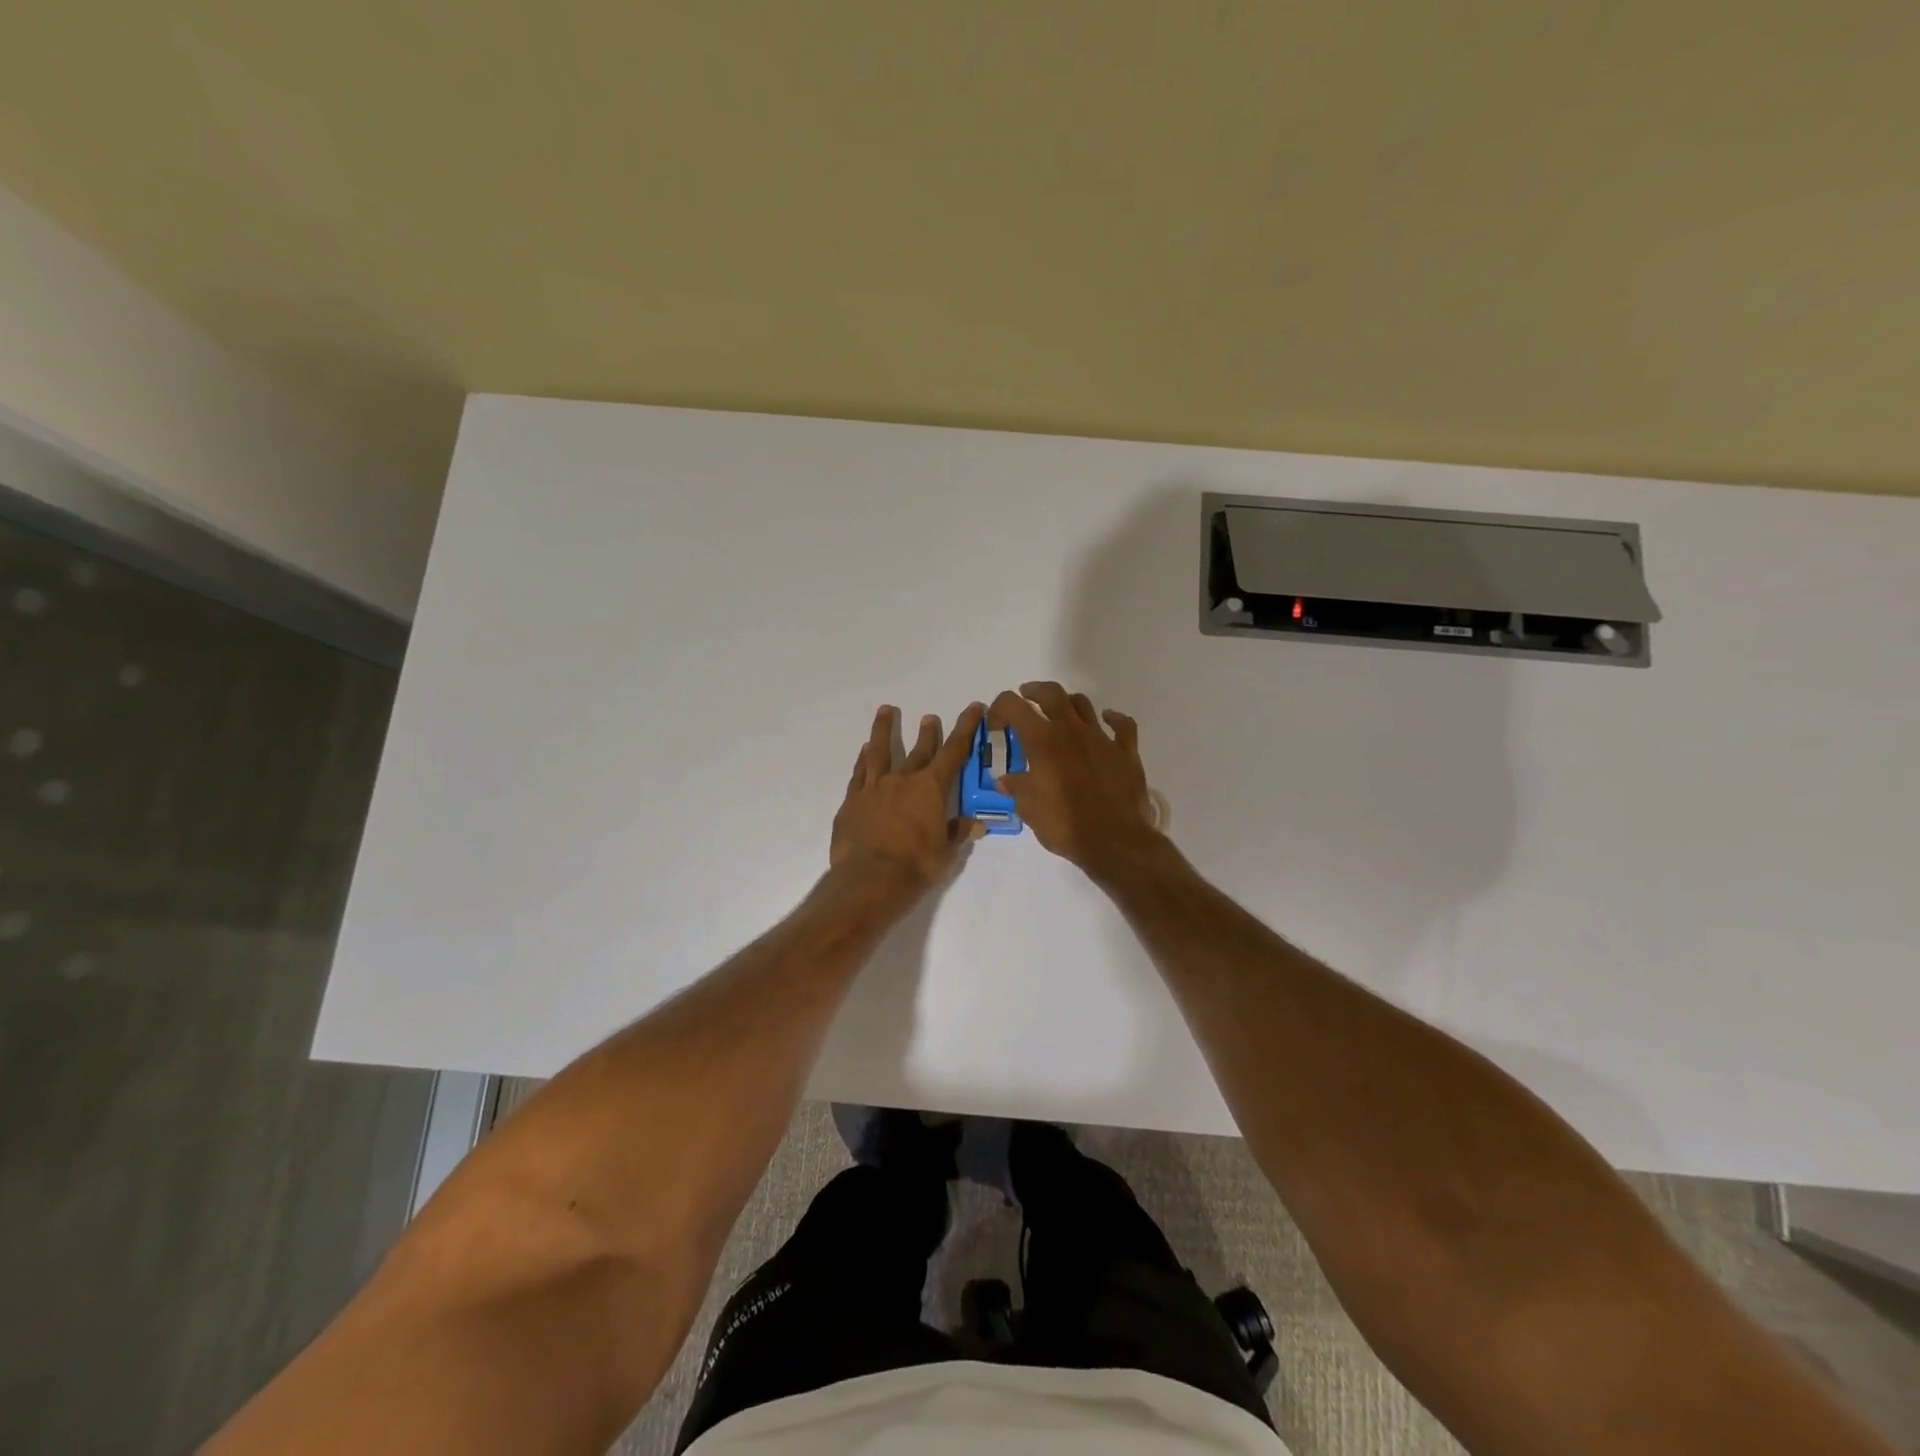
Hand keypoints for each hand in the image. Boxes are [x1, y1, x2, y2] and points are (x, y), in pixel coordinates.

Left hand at [830, 703, 985, 890]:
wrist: (869, 880)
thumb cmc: (915, 866)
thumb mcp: (946, 852)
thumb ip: (959, 832)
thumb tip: (977, 823)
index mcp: (931, 789)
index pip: (954, 751)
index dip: (966, 727)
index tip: (973, 707)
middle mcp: (903, 780)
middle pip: (919, 750)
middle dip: (928, 732)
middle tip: (930, 717)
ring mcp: (874, 788)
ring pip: (880, 751)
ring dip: (884, 730)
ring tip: (886, 711)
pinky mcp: (852, 800)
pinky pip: (859, 773)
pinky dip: (863, 759)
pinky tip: (864, 751)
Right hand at [988, 682, 1161, 876]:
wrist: (1115, 841)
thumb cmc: (1065, 824)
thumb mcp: (1029, 809)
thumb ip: (1016, 788)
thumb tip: (1005, 780)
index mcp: (1043, 740)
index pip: (1013, 706)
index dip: (1000, 708)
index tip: (996, 722)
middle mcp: (1071, 730)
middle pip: (1051, 693)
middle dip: (1034, 691)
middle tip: (1027, 697)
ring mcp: (1102, 738)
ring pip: (1083, 704)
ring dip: (1068, 703)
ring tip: (1060, 713)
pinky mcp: (1126, 752)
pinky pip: (1122, 725)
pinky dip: (1113, 718)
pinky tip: (1107, 720)